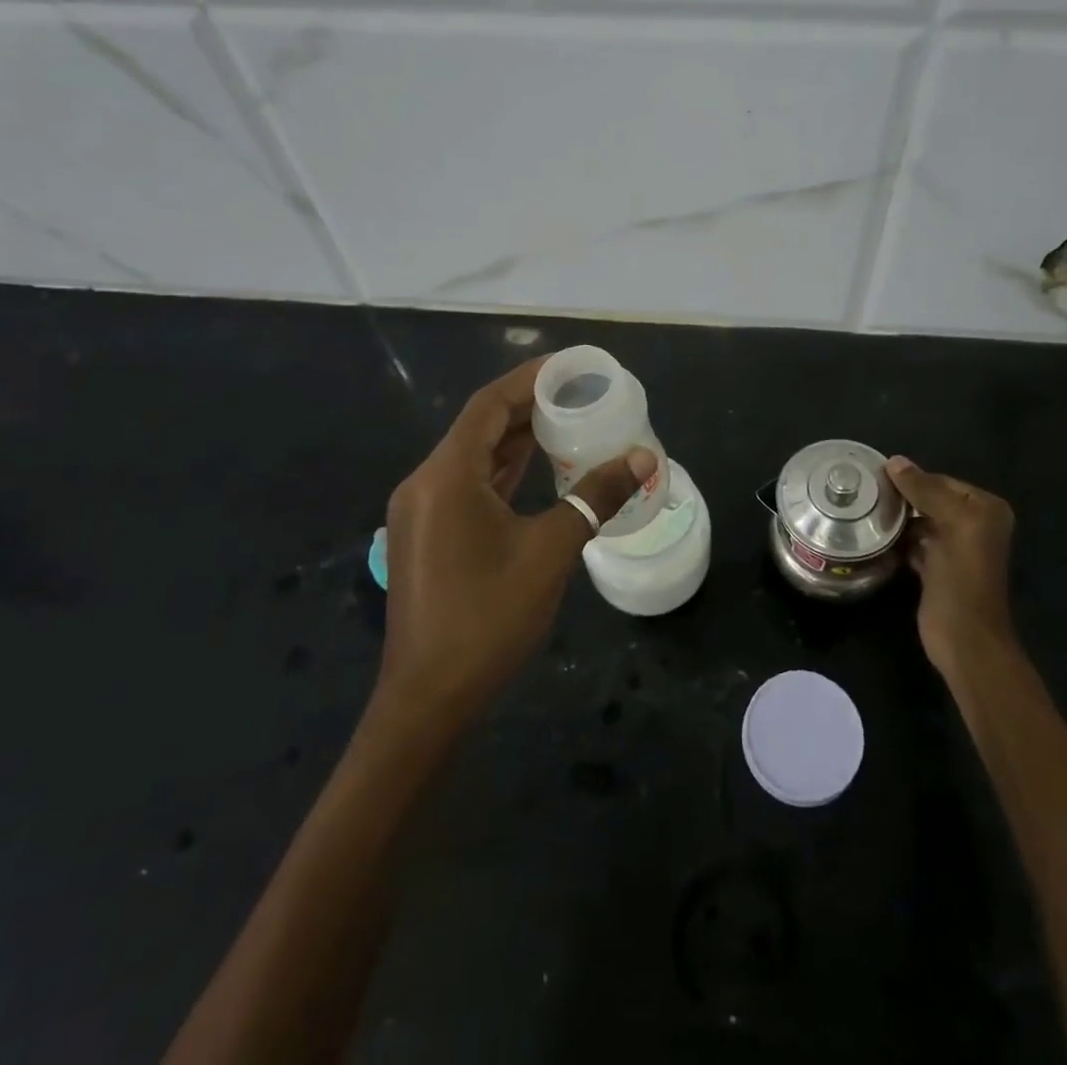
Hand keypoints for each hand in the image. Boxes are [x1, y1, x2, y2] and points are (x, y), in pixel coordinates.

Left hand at [379, 357, 656, 726]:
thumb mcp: (551, 551)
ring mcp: (423, 512)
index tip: (571, 366)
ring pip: (474, 457)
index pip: (489, 405)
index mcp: (446, 476)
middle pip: (480, 427)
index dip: (529, 378)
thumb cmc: (488, 618)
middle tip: (579, 394)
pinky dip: (504, 471)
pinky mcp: (429, 536)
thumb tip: (644, 459)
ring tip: (567, 421)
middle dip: (528, 406)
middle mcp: (426, 483)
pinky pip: (469, 485)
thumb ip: (596, 497)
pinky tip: (538, 468)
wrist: (430, 700)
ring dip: (516, 439)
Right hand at [884, 456, 1017, 676]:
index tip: (875, 477)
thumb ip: (925, 491)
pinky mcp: (936, 569)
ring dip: (896, 519)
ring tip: (865, 512)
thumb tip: (894, 461)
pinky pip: (914, 543)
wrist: (964, 638)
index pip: (942, 481)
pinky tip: (874, 537)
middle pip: (930, 500)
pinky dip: (897, 540)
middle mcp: (974, 525)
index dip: (912, 479)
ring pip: (920, 521)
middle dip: (902, 498)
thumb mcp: (951, 524)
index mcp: (985, 509)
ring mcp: (955, 548)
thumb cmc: (962, 577)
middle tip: (865, 494)